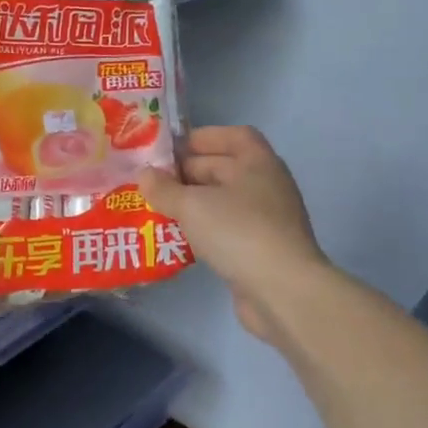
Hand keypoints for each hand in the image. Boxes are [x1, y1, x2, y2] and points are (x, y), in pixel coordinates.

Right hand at [138, 126, 324, 342]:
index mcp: (257, 162)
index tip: (170, 149)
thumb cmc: (238, 232)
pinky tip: (178, 238)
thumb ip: (163, 188)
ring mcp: (267, 219)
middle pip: (224, 167)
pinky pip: (226, 228)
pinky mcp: (261, 249)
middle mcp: (266, 185)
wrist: (282, 291)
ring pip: (222, 201)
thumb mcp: (191, 205)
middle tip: (151, 182)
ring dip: (192, 203)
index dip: (201, 138)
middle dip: (187, 173)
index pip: (232, 136)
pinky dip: (203, 229)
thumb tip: (144, 174)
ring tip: (158, 209)